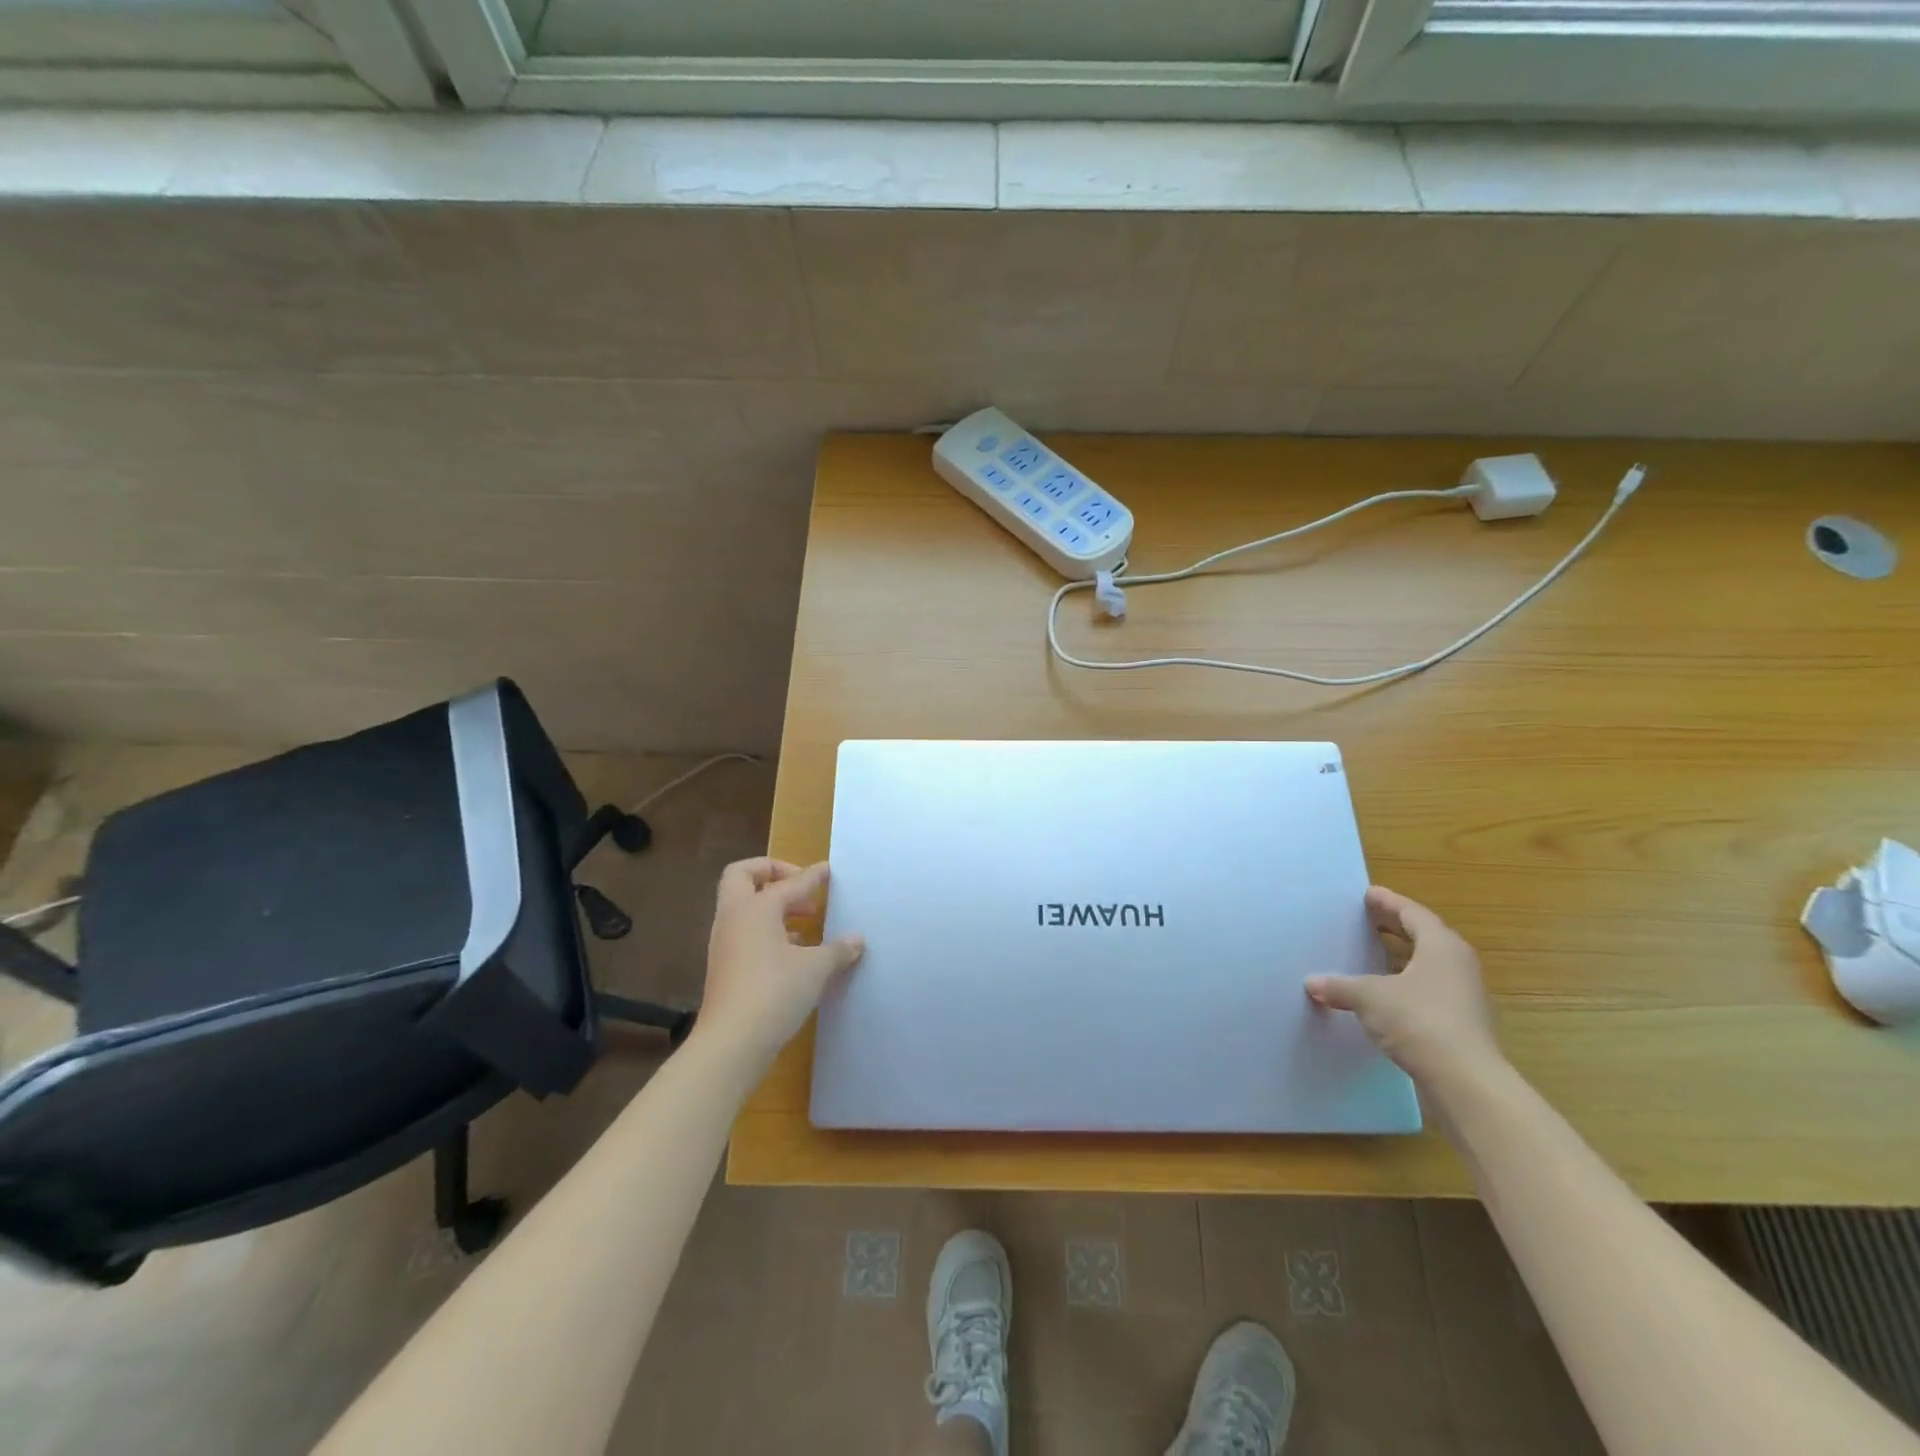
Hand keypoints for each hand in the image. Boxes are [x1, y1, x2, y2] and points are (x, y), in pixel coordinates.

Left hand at [693, 858, 864, 1068]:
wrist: (730, 1044)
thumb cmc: (775, 993)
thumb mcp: (816, 969)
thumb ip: (838, 949)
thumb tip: (857, 939)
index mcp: (756, 908)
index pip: (789, 883)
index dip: (812, 876)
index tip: (828, 870)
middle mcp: (734, 918)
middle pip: (742, 876)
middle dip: (771, 873)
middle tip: (801, 888)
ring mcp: (724, 943)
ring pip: (743, 907)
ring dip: (772, 906)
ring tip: (805, 921)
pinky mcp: (724, 967)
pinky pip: (745, 932)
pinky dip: (767, 930)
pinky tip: (793, 951)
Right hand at [1304, 886, 1503, 1089]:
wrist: (1465, 1081)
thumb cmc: (1418, 1020)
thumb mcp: (1369, 997)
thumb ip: (1340, 986)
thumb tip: (1311, 983)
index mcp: (1441, 946)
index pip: (1413, 913)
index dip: (1388, 902)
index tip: (1367, 894)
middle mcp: (1457, 965)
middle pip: (1424, 936)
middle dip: (1395, 927)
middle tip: (1367, 919)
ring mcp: (1463, 995)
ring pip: (1427, 965)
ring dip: (1400, 958)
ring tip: (1371, 955)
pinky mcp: (1460, 1023)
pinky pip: (1427, 990)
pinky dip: (1404, 984)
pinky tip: (1383, 994)